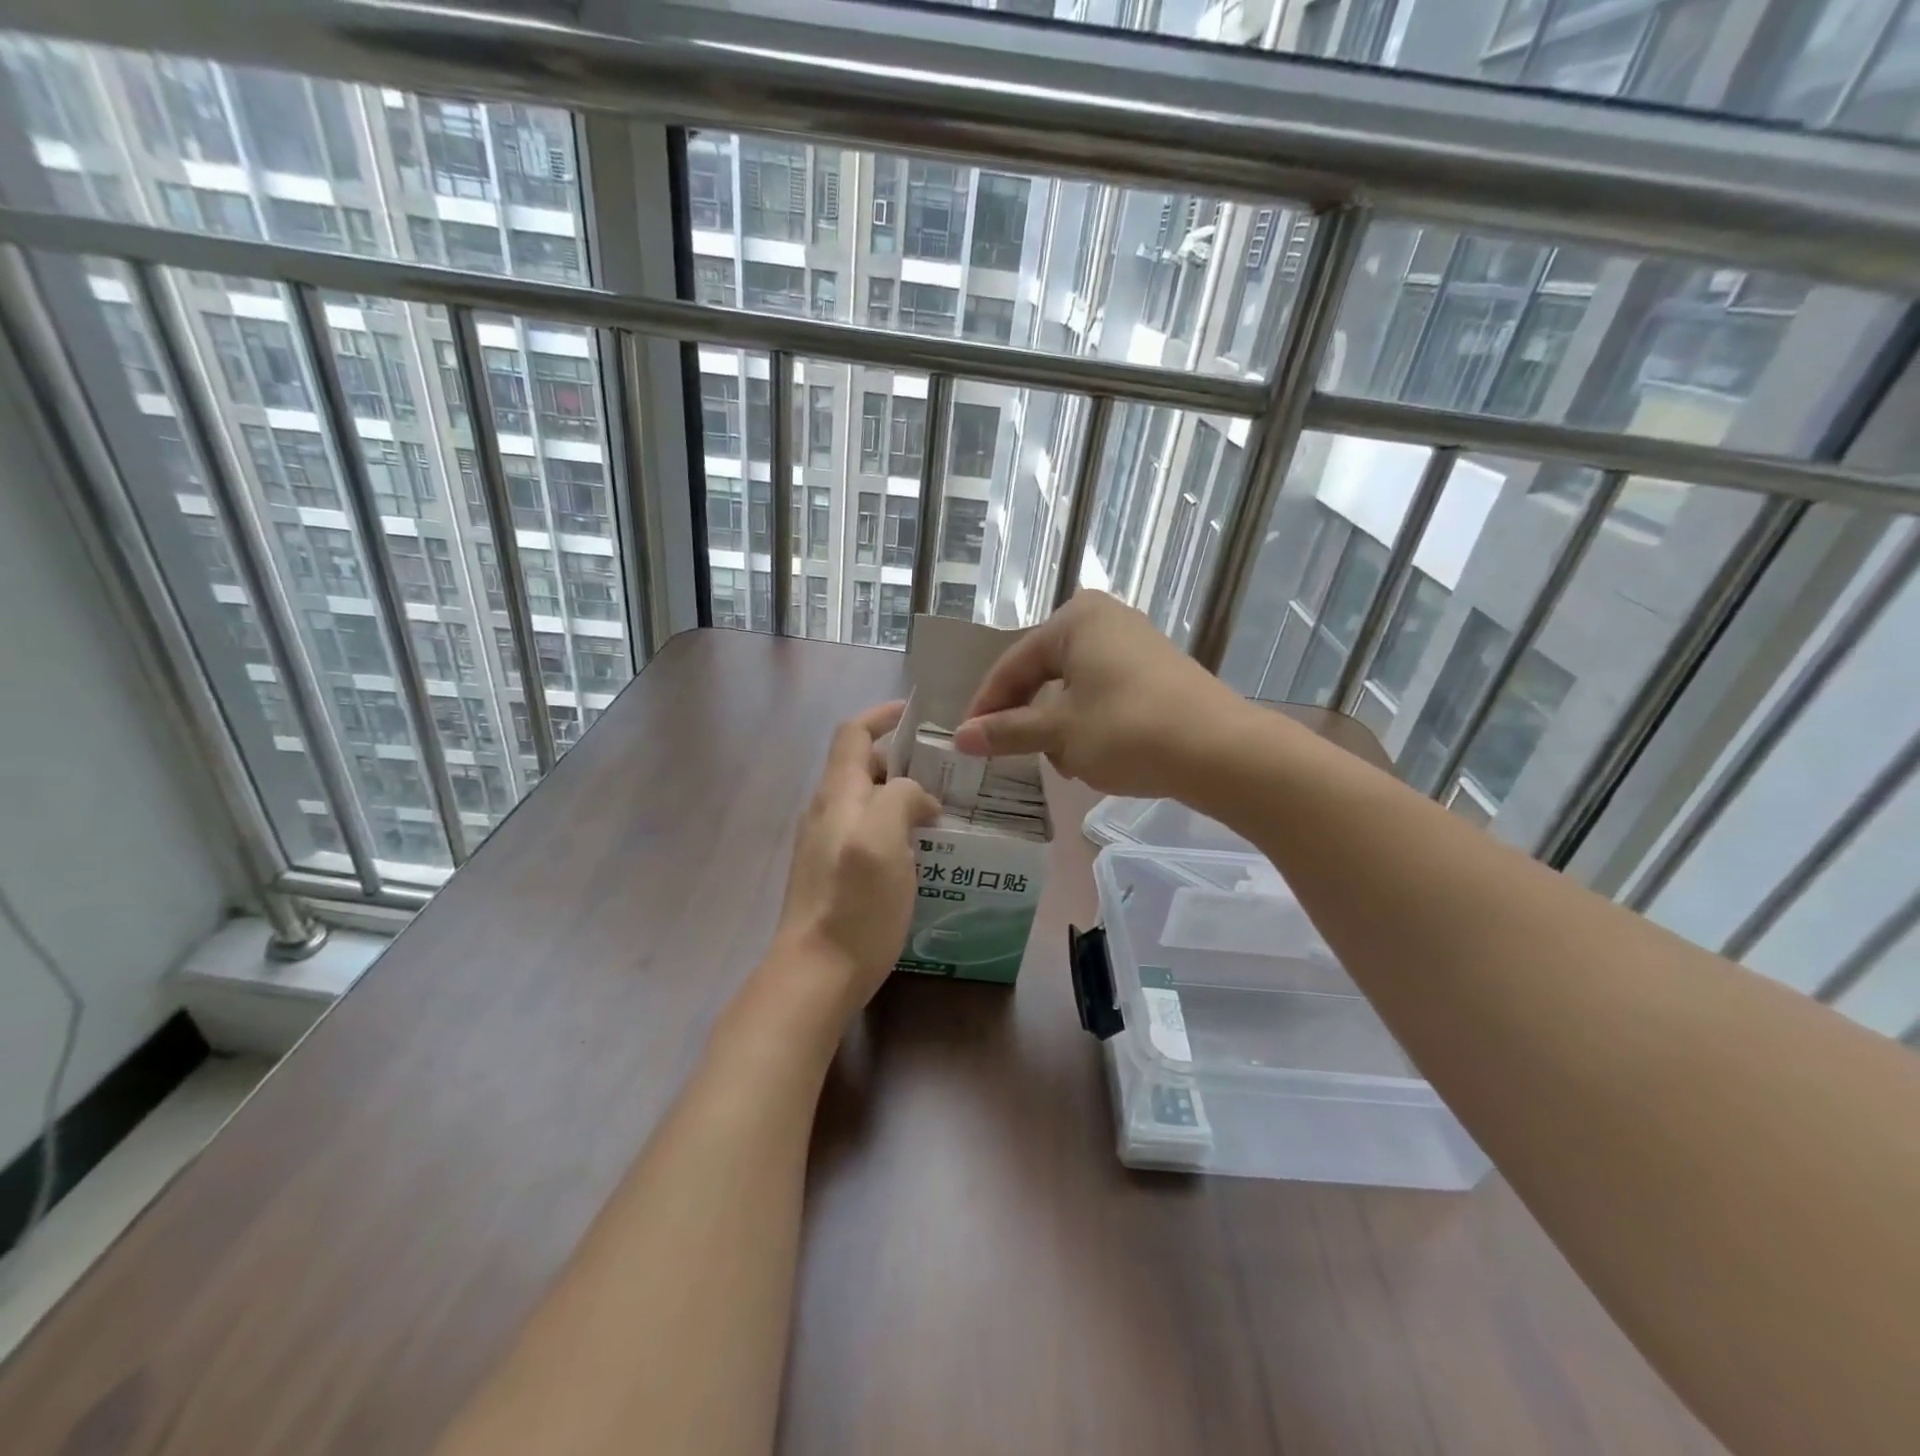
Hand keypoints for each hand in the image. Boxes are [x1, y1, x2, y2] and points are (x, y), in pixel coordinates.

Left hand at [768, 702, 940, 1028]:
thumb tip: (918, 800)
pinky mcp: (832, 876)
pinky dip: (894, 830)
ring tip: (942, 814)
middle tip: (947, 774)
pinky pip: (866, 835)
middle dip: (902, 762)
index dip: (882, 716)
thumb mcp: (884, 839)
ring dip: (901, 799)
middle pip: (862, 768)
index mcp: (837, 795)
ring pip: (866, 804)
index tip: (918, 714)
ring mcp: (824, 846)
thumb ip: (902, 799)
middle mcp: (825, 813)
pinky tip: (921, 855)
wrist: (815, 975)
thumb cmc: (854, 903)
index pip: (853, 734)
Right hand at [952, 591, 1247, 799]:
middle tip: (1011, 754)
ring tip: (1064, 762)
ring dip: (1060, 727)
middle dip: (1028, 718)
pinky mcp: (1156, 672)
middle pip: (1044, 673)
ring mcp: (1135, 644)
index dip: (987, 706)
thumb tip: (959, 738)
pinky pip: (1104, 694)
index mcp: (1076, 619)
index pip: (1013, 664)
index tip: (967, 742)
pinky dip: (1089, 724)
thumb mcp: (1059, 733)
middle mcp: (1104, 620)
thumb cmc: (1128, 730)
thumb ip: (1006, 732)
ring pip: (1074, 688)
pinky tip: (1095, 756)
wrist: (1220, 751)